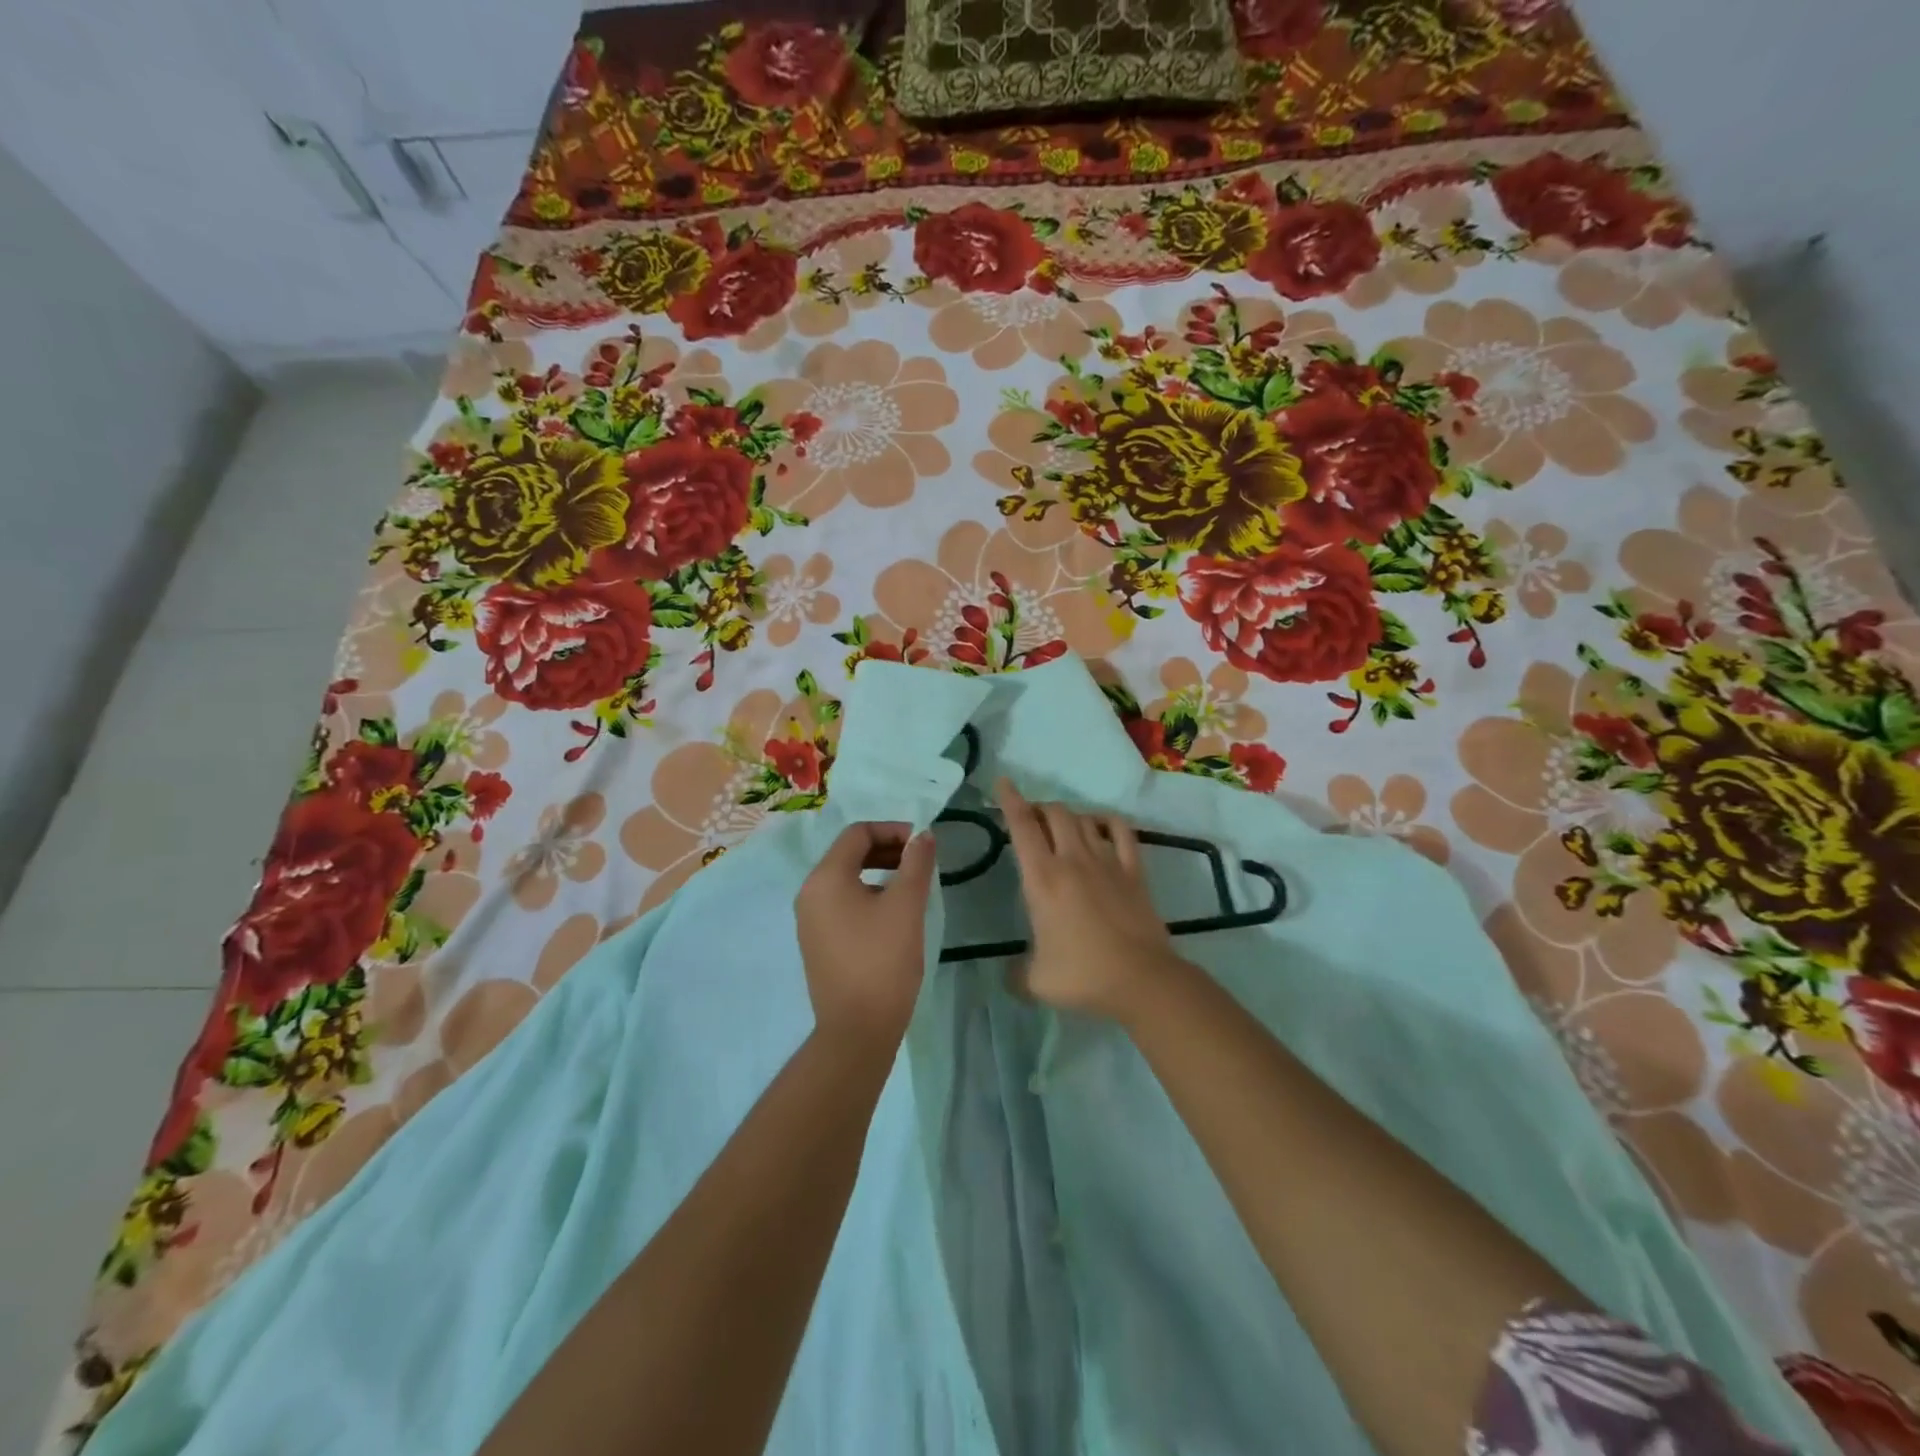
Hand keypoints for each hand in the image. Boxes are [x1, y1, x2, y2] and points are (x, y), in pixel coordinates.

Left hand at [795, 821, 936, 1050]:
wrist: (857, 1030)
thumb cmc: (883, 961)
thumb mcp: (906, 906)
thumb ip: (916, 863)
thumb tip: (923, 835)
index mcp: (825, 878)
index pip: (858, 833)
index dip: (893, 830)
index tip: (923, 845)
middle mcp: (810, 893)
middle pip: (849, 853)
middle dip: (887, 850)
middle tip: (920, 863)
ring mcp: (810, 920)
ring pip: (846, 879)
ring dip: (879, 872)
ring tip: (911, 886)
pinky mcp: (817, 942)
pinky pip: (842, 903)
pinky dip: (867, 895)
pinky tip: (892, 914)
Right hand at [995, 779, 1185, 1022]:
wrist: (1142, 980)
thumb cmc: (1083, 977)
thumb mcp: (1035, 981)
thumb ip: (1016, 972)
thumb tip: (1009, 972)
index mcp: (1042, 879)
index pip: (1022, 827)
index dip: (1010, 801)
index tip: (1003, 782)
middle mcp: (1073, 860)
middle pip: (1055, 814)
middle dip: (1039, 808)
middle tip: (1031, 819)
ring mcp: (1107, 862)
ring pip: (1084, 819)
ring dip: (1068, 816)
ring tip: (1061, 826)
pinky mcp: (1134, 871)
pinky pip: (1121, 831)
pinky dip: (1107, 821)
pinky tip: (1101, 826)